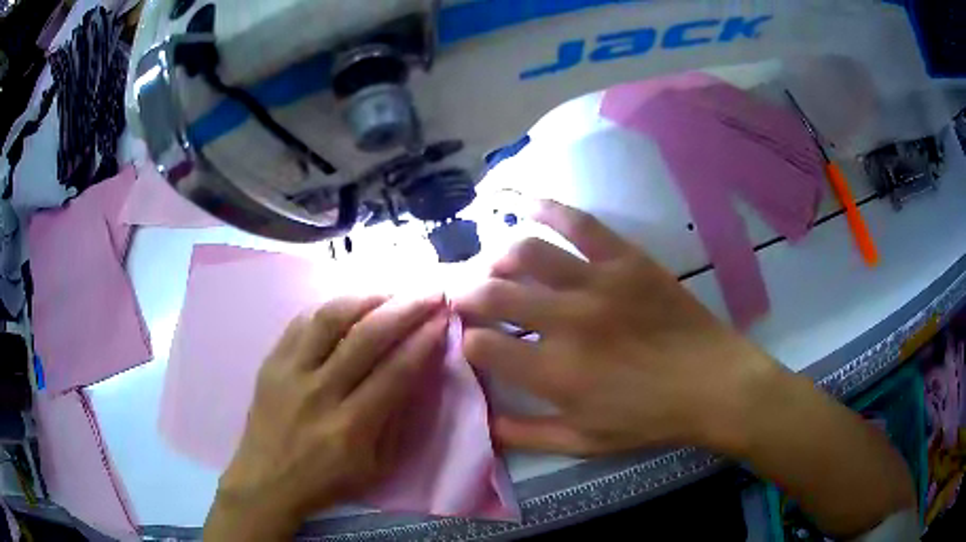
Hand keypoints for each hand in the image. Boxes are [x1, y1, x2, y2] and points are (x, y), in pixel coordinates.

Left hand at [204, 294, 447, 540]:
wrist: (266, 480)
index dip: (423, 341)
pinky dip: (331, 307)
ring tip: (392, 291)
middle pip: (366, 337)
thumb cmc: (326, 481)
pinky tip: (351, 303)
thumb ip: (398, 419)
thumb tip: (419, 371)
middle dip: (405, 309)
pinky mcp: (271, 361)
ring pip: (330, 318)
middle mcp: (319, 392)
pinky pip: (302, 321)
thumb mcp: (376, 466)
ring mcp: (290, 372)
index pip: (395, 372)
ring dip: (367, 298)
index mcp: (351, 428)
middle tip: (429, 293)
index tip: (444, 319)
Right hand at [454, 200, 773, 454]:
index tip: (470, 341)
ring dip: (497, 257)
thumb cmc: (649, 420)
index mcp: (555, 374)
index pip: (482, 346)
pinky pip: (578, 223)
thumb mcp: (584, 443)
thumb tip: (482, 421)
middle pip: (493, 293)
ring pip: (526, 252)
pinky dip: (546, 209)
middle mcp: (567, 322)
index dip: (467, 341)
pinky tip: (524, 205)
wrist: (713, 384)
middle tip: (463, 296)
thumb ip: (526, 435)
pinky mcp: (626, 259)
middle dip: (466, 294)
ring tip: (495, 266)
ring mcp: (598, 283)